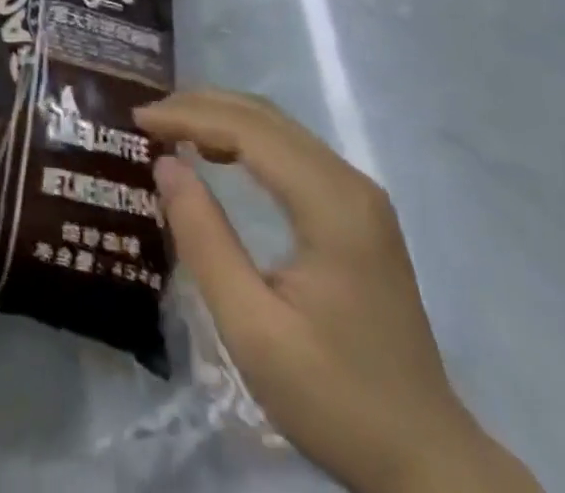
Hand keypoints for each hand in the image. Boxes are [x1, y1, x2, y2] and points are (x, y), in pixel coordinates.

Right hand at [134, 90, 541, 492]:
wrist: (426, 459)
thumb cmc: (335, 398)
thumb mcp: (253, 330)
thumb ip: (205, 241)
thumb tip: (165, 164)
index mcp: (331, 204)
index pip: (248, 130)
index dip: (189, 116)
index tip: (138, 120)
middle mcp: (350, 182)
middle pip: (265, 117)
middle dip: (200, 106)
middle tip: (146, 118)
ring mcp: (358, 194)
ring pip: (278, 127)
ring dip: (221, 118)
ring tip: (169, 128)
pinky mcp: (357, 210)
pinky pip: (291, 150)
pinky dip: (245, 138)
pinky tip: (216, 153)